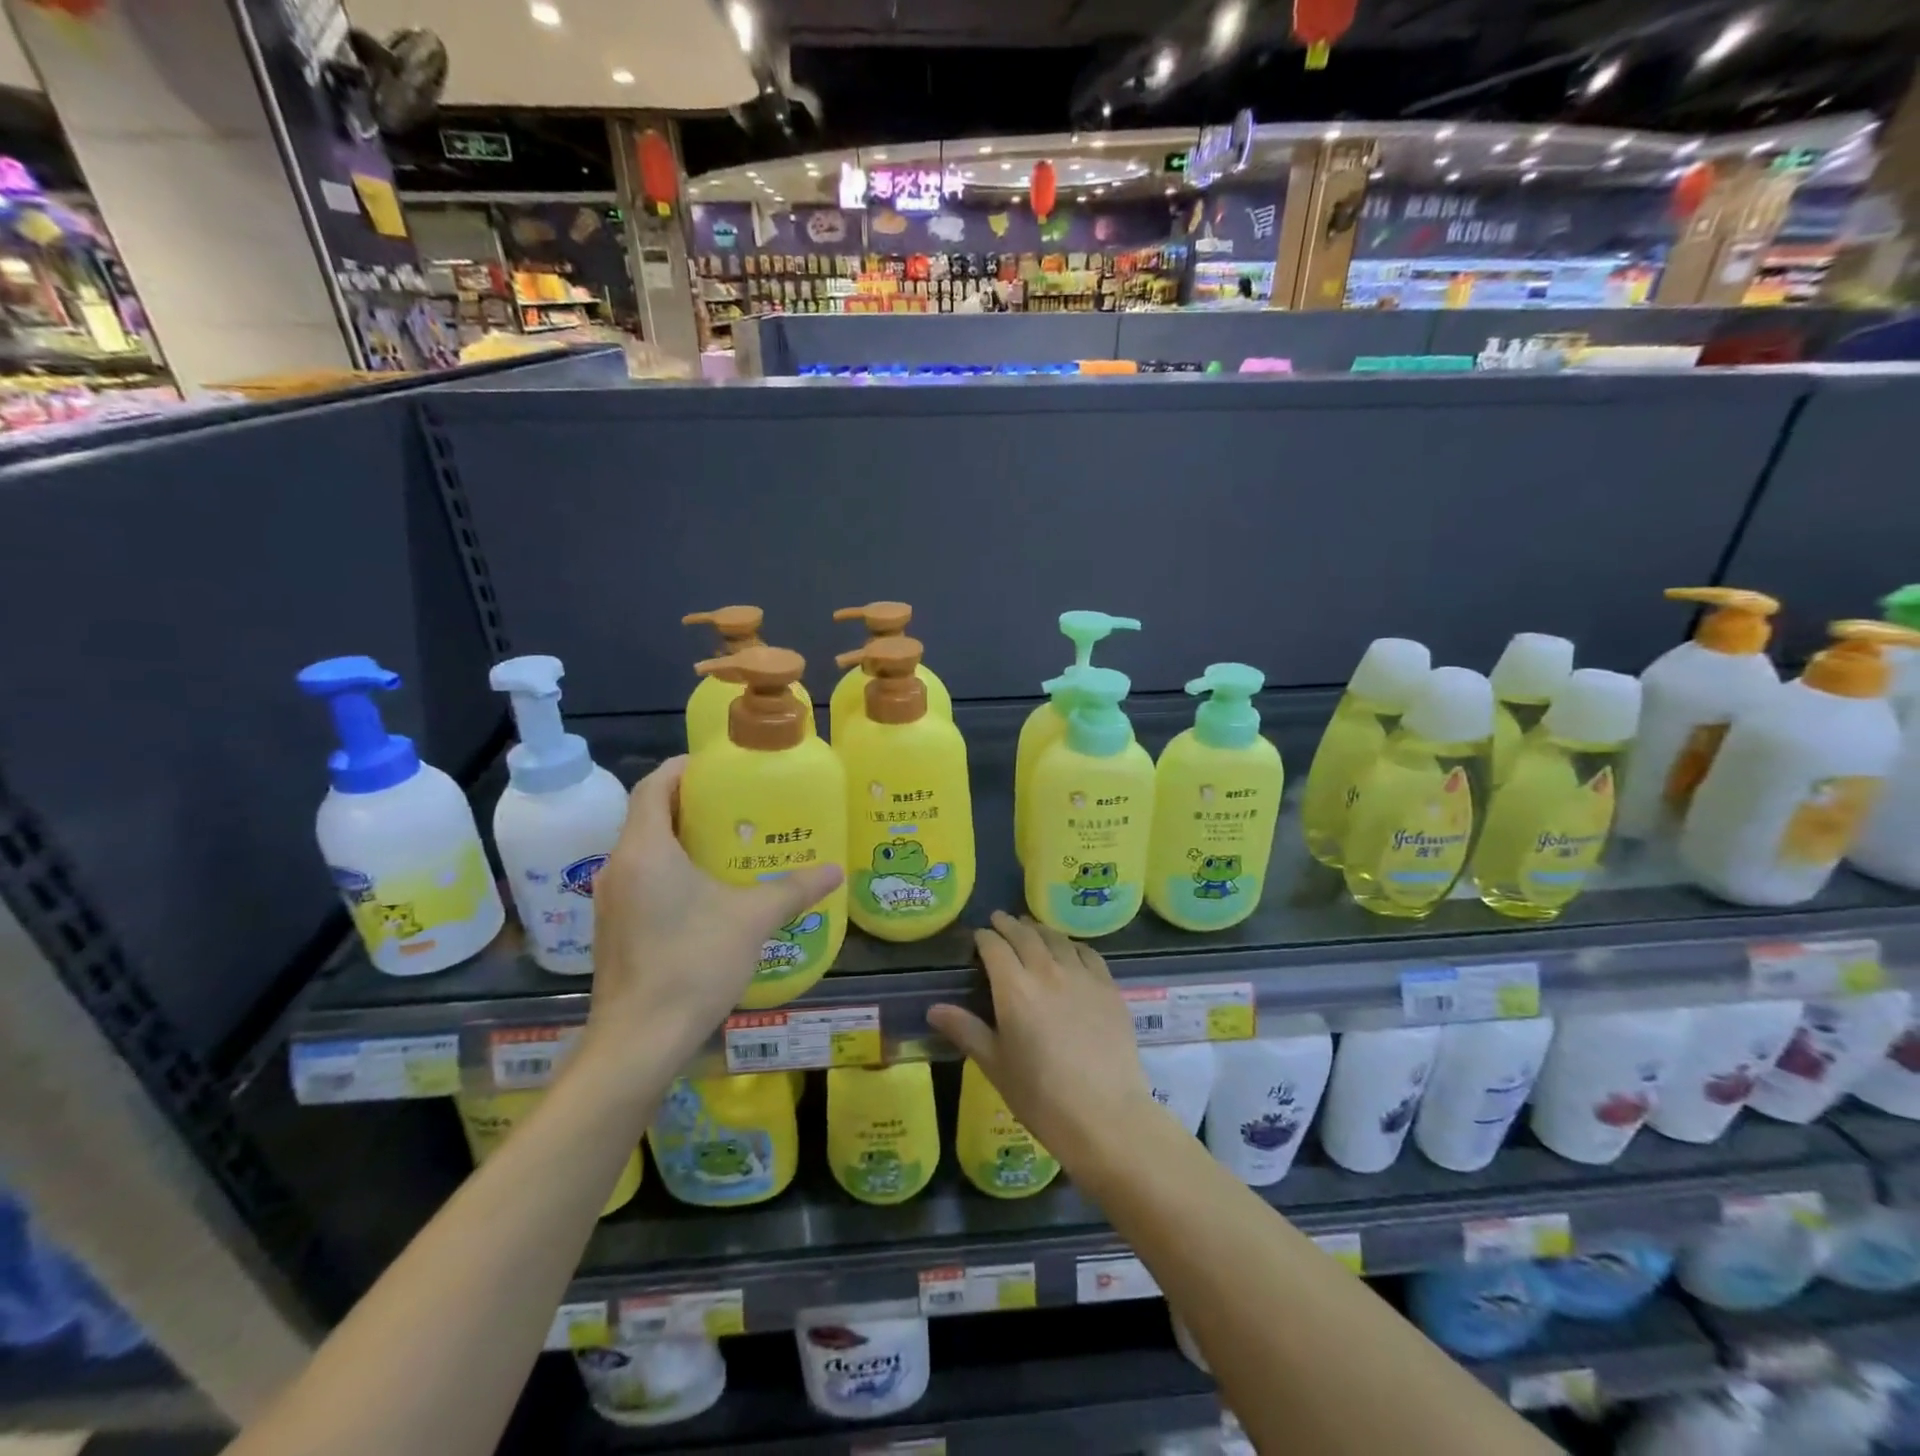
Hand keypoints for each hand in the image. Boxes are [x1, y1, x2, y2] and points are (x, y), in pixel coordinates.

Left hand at [583, 756, 842, 1074]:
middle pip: (649, 816)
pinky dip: (670, 869)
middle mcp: (619, 867)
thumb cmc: (693, 963)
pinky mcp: (614, 929)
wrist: (639, 1041)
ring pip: (644, 850)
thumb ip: (794, 890)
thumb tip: (834, 870)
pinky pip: (642, 879)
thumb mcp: (753, 919)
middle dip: (689, 803)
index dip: (682, 768)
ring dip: (680, 838)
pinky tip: (706, 890)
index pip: (653, 786)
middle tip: (736, 803)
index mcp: (645, 850)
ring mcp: (612, 901)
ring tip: (728, 842)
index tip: (718, 766)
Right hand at [927, 912, 1155, 1166]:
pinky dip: (1073, 945)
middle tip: (1000, 920)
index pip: (995, 947)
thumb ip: (966, 1030)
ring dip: (1040, 930)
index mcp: (1014, 989)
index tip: (978, 935)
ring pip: (1057, 939)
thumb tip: (933, 1009)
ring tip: (1032, 929)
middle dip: (1009, 925)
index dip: (985, 937)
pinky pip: (1088, 953)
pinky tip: (1070, 950)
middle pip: (1025, 935)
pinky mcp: (1109, 987)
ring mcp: (1082, 976)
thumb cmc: (1041, 1096)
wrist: (1105, 1115)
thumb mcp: (995, 1065)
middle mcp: (1047, 971)